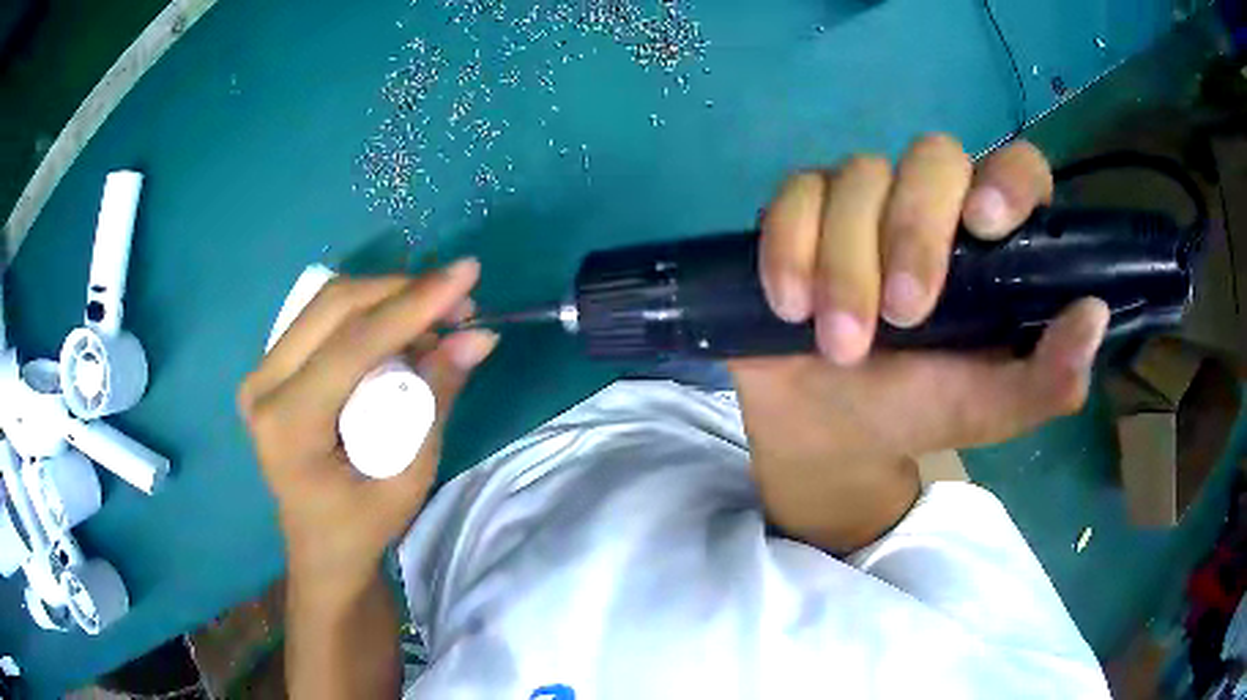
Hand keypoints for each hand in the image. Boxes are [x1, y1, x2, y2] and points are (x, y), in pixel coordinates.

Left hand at [238, 260, 497, 599]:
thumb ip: (436, 400)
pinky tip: (403, 329)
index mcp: (287, 425)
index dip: (413, 304)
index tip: (467, 274)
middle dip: (402, 291)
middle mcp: (262, 386)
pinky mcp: (271, 366)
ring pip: (328, 303)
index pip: (352, 345)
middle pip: (334, 306)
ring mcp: (260, 371)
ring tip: (437, 318)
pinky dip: (370, 313)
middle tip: (459, 299)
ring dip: (388, 298)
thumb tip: (478, 337)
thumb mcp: (409, 476)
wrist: (320, 547)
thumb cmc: (362, 526)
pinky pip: (323, 318)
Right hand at [731, 135, 1108, 549]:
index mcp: (990, 244)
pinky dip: (790, 248)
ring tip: (839, 344)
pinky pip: (796, 194)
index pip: (1017, 168)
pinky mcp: (803, 208)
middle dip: (912, 233)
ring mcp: (865, 199)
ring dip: (845, 264)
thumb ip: (1048, 379)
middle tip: (901, 318)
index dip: (1009, 180)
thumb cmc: (915, 411)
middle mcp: (933, 203)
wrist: (826, 427)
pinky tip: (790, 305)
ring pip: (858, 176)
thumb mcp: (989, 410)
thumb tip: (1094, 314)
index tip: (986, 224)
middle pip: (932, 157)